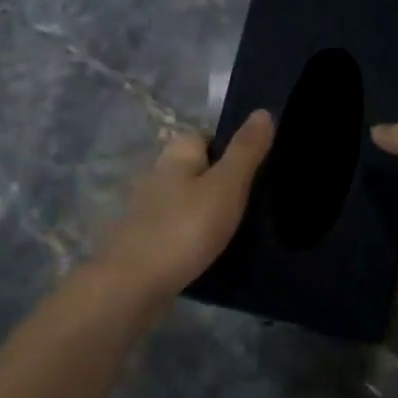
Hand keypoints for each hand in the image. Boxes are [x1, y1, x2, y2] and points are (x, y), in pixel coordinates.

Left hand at [96, 111, 274, 303]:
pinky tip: (212, 250)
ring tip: (239, 227)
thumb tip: (263, 111)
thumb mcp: (226, 186)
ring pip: (187, 200)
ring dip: (208, 210)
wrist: (133, 286)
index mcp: (175, 156)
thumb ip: (245, 151)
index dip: (230, 147)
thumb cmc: (184, 229)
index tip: (257, 167)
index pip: (204, 136)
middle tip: (254, 200)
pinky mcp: (146, 241)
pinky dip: (195, 235)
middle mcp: (157, 176)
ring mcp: (148, 211)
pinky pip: (179, 228)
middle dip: (220, 180)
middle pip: (195, 168)